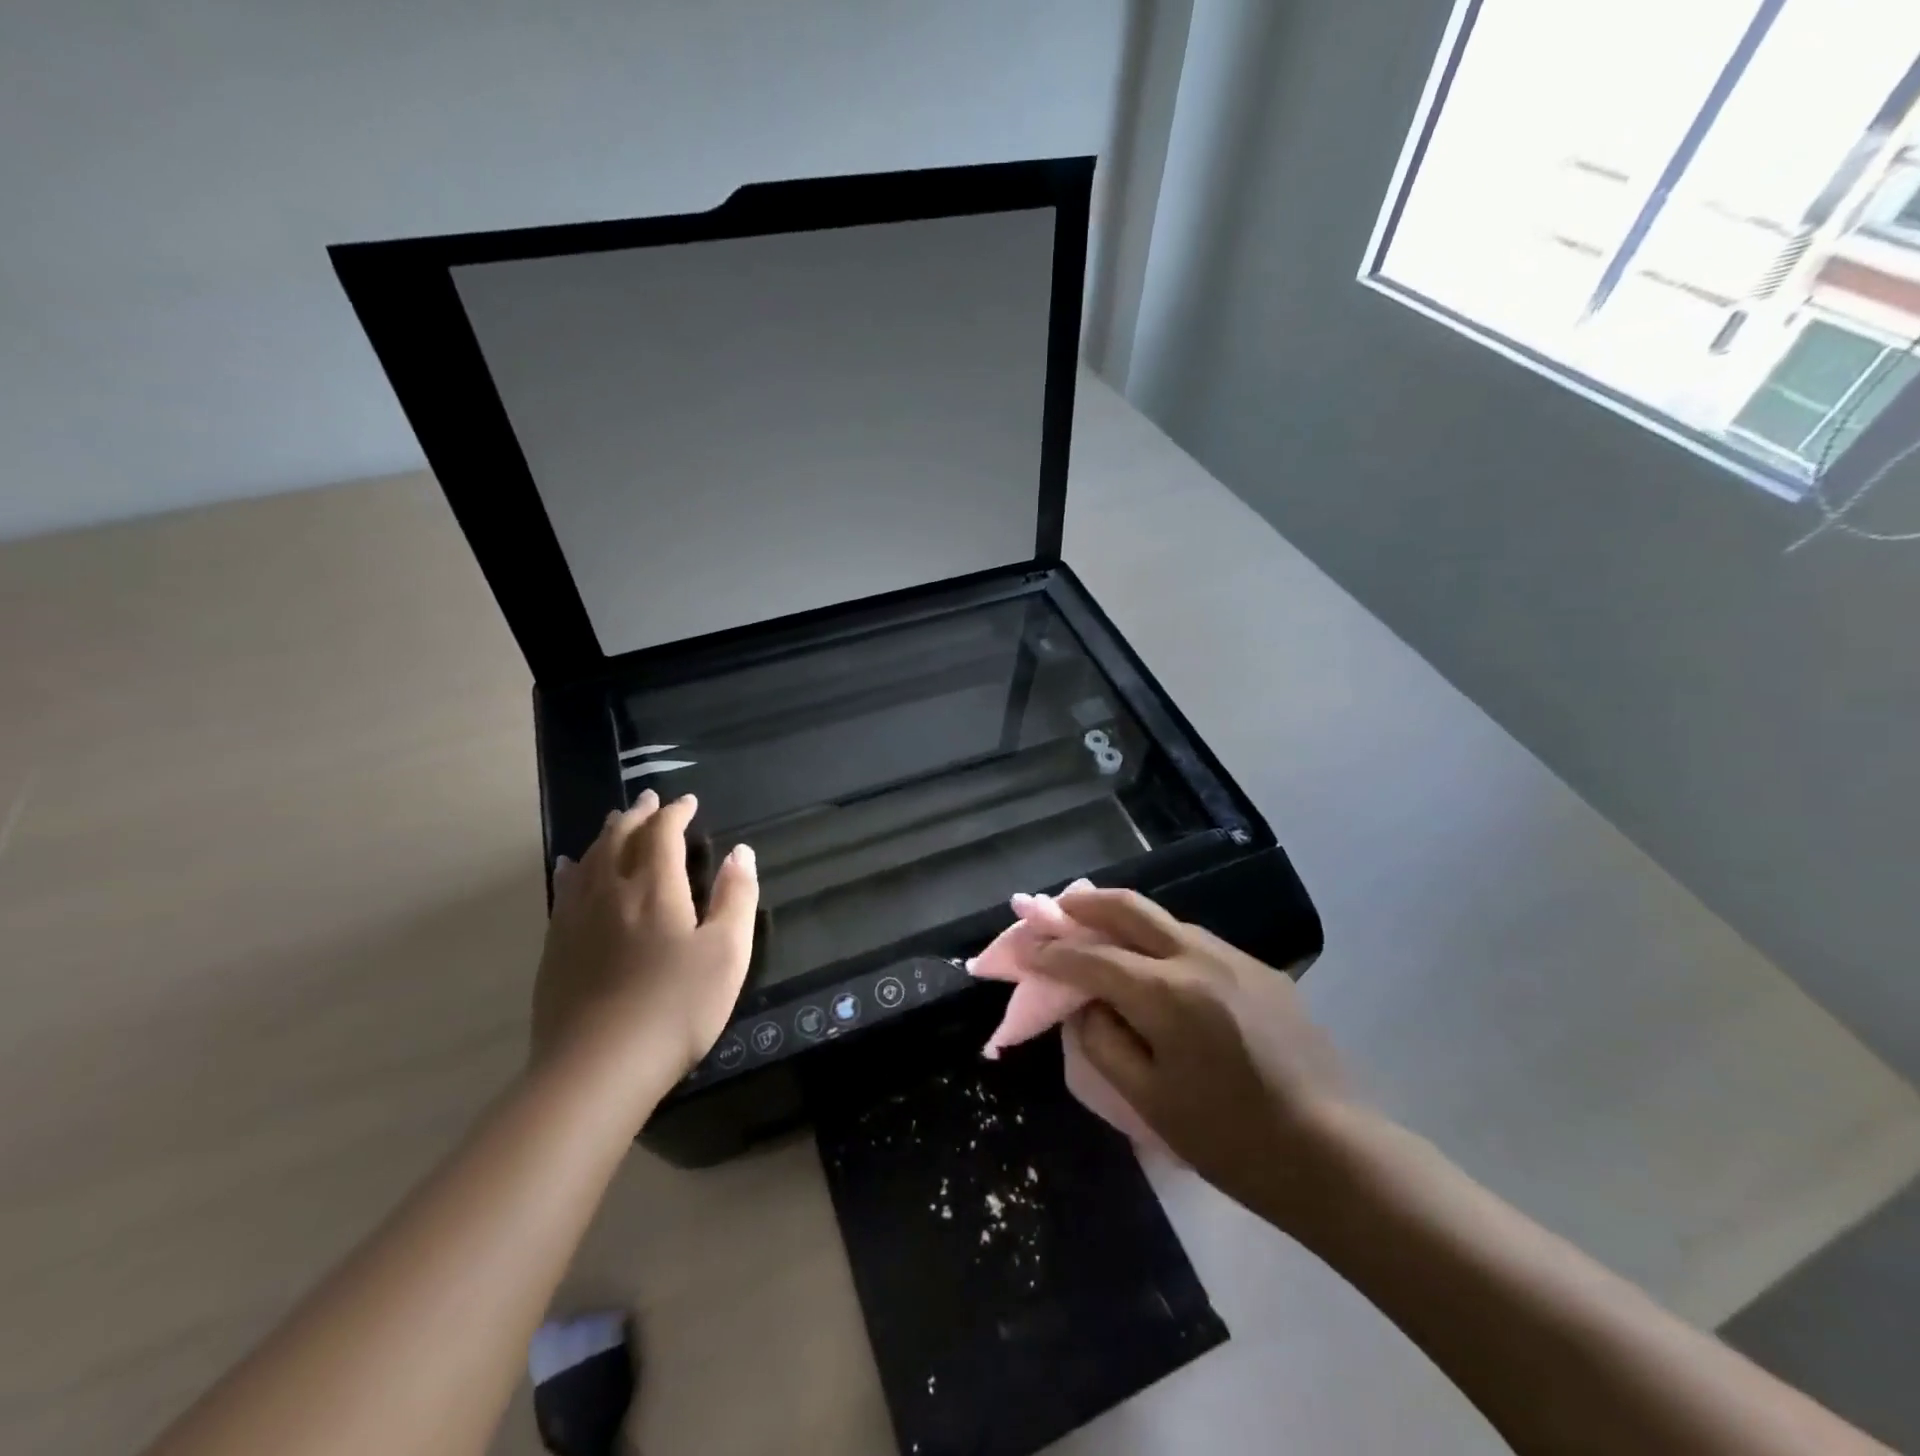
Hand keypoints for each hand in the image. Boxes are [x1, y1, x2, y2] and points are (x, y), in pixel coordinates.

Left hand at [532, 791, 758, 1104]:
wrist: (598, 1067)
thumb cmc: (677, 1007)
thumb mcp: (728, 952)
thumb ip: (736, 897)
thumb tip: (741, 852)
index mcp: (655, 887)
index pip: (663, 833)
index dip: (676, 813)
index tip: (689, 803)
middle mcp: (611, 891)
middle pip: (620, 838)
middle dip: (638, 815)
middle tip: (651, 801)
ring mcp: (576, 919)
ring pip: (588, 859)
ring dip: (605, 834)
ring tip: (615, 821)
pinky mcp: (555, 948)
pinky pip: (562, 890)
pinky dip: (572, 868)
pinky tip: (568, 867)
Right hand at [1033, 887, 1349, 1231]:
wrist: (1335, 1155)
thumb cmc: (1231, 1140)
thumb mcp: (1149, 1101)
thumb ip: (1103, 1042)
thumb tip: (1085, 1005)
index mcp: (1167, 993)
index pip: (1092, 956)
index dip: (1052, 952)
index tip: (1026, 950)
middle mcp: (1199, 957)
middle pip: (1130, 907)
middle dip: (1085, 903)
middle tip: (1057, 909)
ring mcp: (1235, 958)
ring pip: (1165, 919)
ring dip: (1124, 917)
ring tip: (1098, 930)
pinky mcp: (1261, 970)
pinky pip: (1195, 941)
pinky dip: (1160, 940)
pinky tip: (1154, 964)